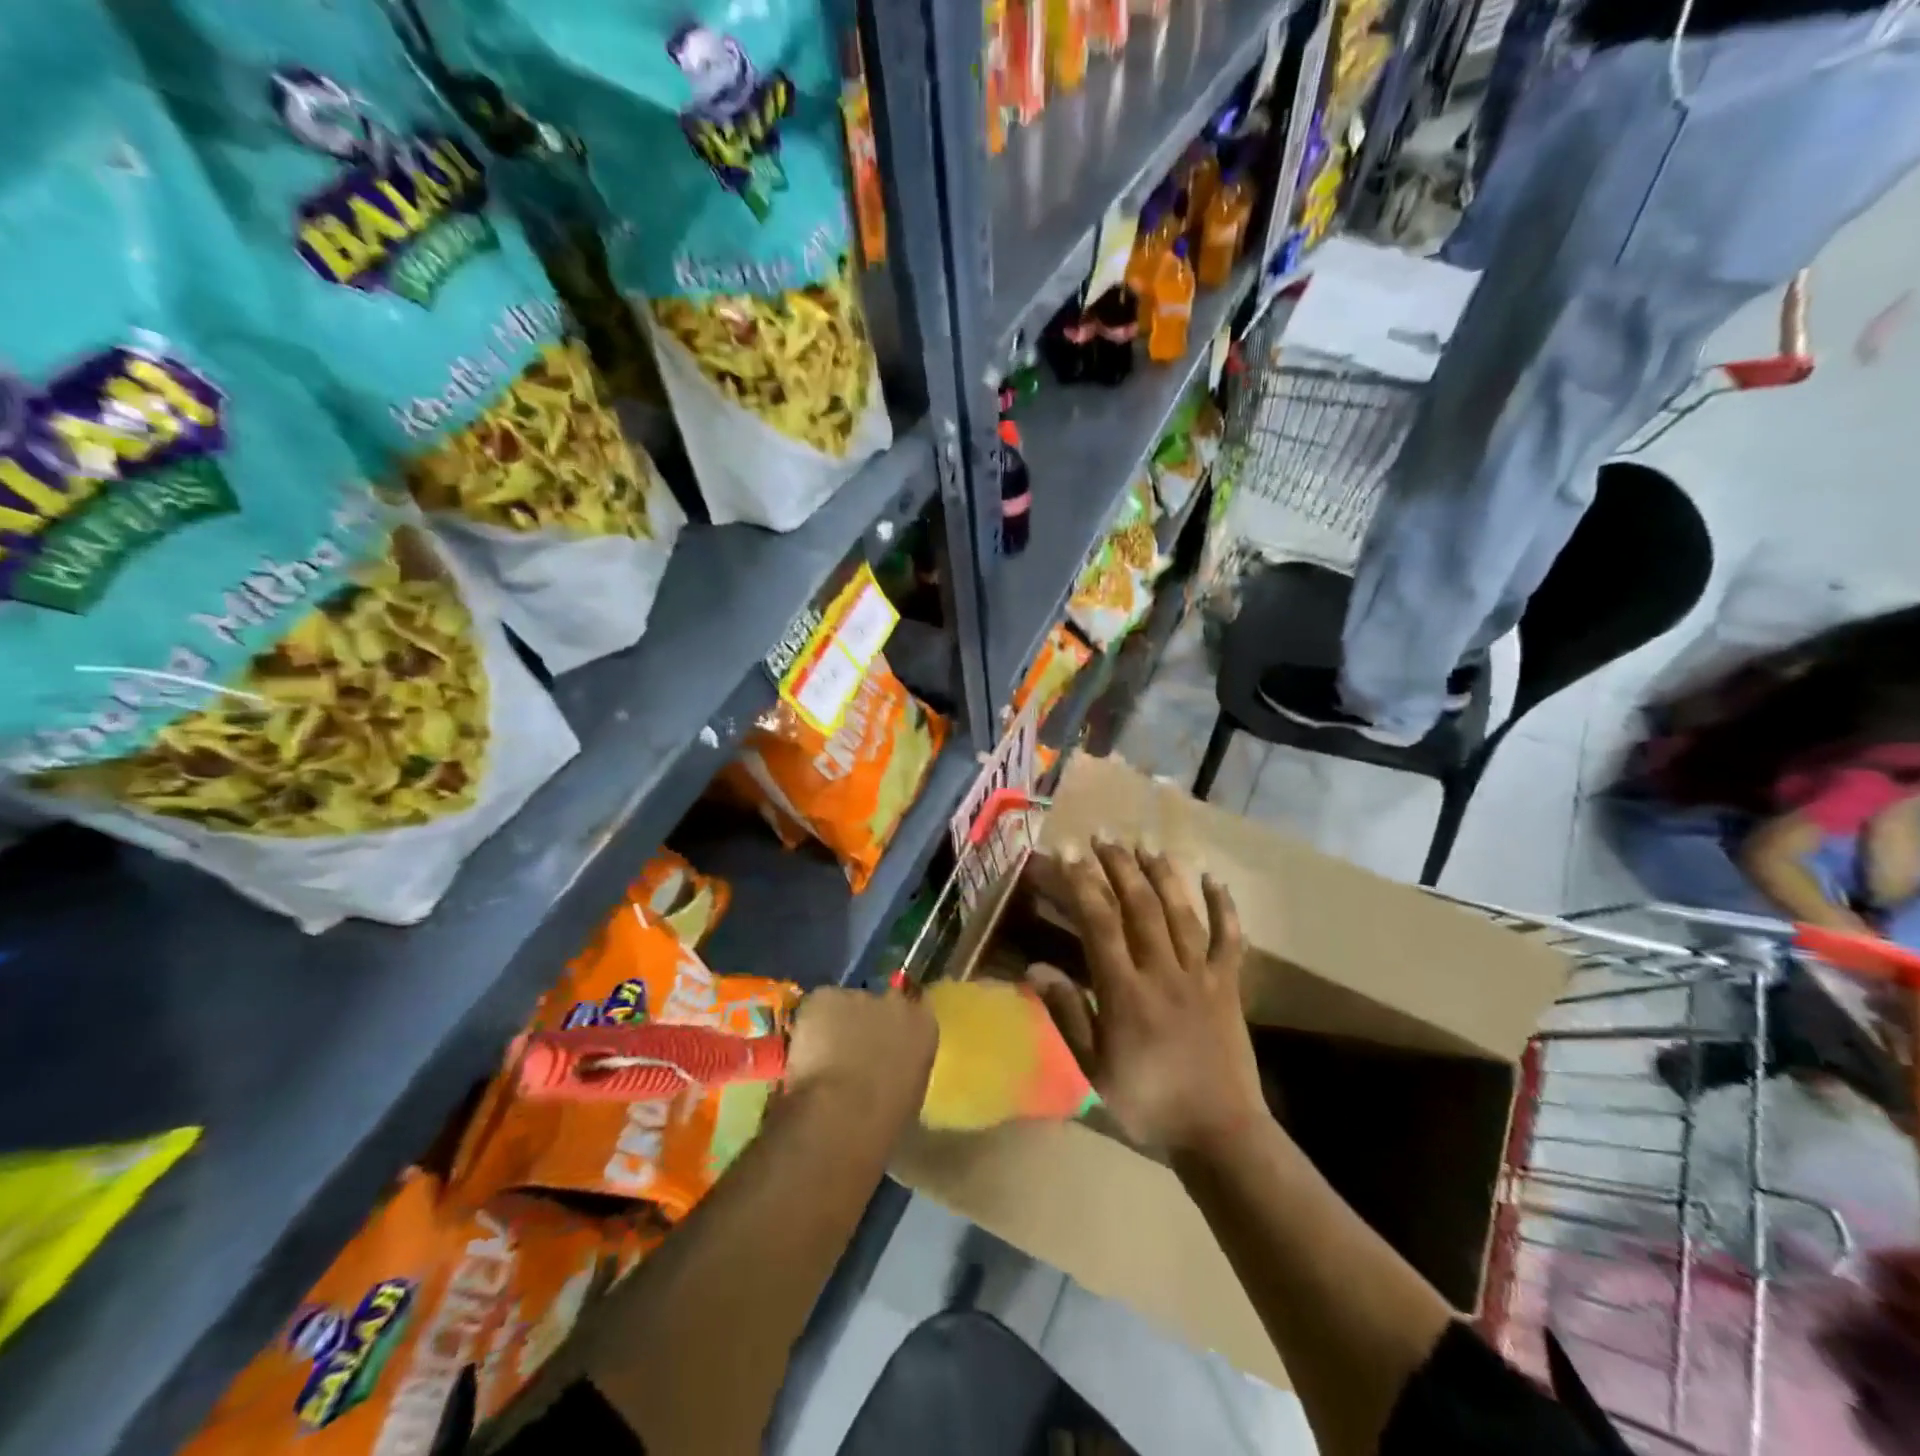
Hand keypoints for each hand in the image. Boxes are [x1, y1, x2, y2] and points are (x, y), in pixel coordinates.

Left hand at [783, 986, 937, 1125]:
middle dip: (865, 1020)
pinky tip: (804, 1053)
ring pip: (843, 1005)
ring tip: (822, 1058)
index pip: (916, 1006)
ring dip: (835, 1025)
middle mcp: (895, 1002)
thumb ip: (903, 1065)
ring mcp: (859, 996)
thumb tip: (890, 1065)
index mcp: (923, 1026)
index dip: (896, 1022)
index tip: (883, 1038)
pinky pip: (817, 1007)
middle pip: (878, 1003)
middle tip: (850, 1050)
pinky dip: (810, 1025)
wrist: (843, 1114)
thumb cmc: (883, 1120)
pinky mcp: (825, 997)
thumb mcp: (910, 1093)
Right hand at [1027, 839, 1267, 1156]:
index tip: (1069, 854)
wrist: (1219, 1133)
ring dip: (1162, 874)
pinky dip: (1223, 907)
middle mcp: (1163, 972)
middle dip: (1119, 866)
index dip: (1083, 884)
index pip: (1101, 923)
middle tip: (1103, 836)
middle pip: (1140, 906)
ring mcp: (1201, 975)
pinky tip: (1214, 880)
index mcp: (1126, 992)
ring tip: (1144, 845)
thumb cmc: (1148, 1103)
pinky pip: (1229, 938)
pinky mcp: (1228, 985)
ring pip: (1180, 912)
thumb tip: (1035, 969)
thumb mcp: (1094, 1069)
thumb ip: (1067, 1015)